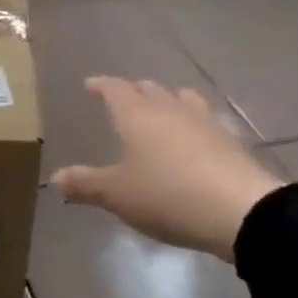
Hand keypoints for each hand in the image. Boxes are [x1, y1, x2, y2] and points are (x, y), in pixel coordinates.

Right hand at [51, 77, 283, 261]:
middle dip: (135, 91)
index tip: (90, 85)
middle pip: (151, 90)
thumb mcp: (117, 194)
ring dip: (169, 100)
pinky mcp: (232, 144)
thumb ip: (85, 184)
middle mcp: (171, 111)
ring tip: (163, 109)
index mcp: (137, 116)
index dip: (101, 86)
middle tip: (123, 98)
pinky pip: (207, 122)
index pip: (115, 89)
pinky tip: (195, 138)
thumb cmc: (167, 195)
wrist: (241, 212)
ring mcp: (206, 124)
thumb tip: (55, 178)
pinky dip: (194, 124)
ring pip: (184, 100)